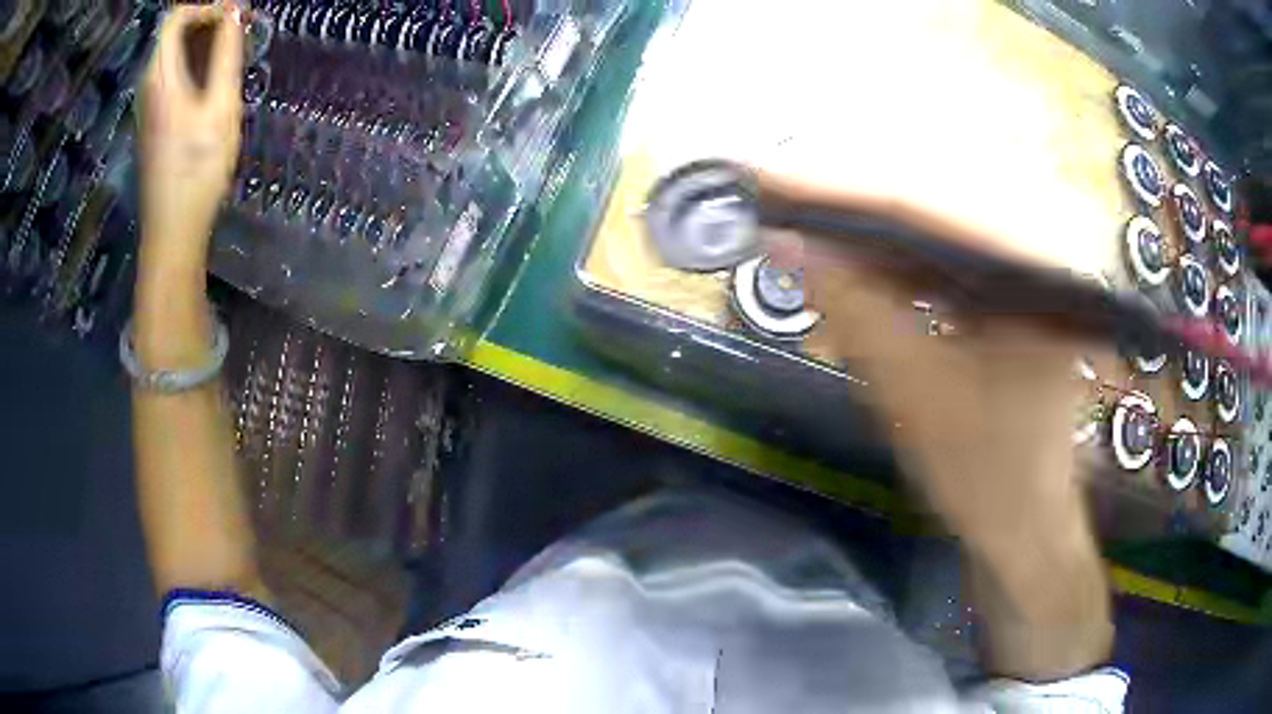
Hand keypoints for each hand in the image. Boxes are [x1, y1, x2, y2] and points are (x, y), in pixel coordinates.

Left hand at [138, 3, 243, 279]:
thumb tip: (235, 12)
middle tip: (241, 26)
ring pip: (173, 51)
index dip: (206, 7)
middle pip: (173, 31)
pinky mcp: (154, 118)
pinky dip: (195, 61)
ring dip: (203, 40)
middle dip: (208, 19)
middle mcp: (149, 84)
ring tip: (234, 47)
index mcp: (160, 76)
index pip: (175, 16)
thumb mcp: (220, 107)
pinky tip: (215, 74)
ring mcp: (148, 103)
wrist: (173, 229)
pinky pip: (172, 72)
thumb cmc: (198, 169)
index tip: (235, 14)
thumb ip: (226, 54)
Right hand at [780, 199, 1112, 679]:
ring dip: (868, 228)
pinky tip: (852, 264)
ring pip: (936, 222)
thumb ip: (853, 307)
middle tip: (777, 197)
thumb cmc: (985, 473)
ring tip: (804, 227)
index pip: (930, 205)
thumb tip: (785, 240)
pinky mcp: (1012, 283)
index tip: (767, 178)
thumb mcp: (914, 391)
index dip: (840, 190)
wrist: (1025, 519)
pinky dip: (894, 260)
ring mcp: (1029, 262)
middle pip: (932, 198)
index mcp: (1040, 269)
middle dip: (850, 200)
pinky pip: (945, 253)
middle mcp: (1042, 245)